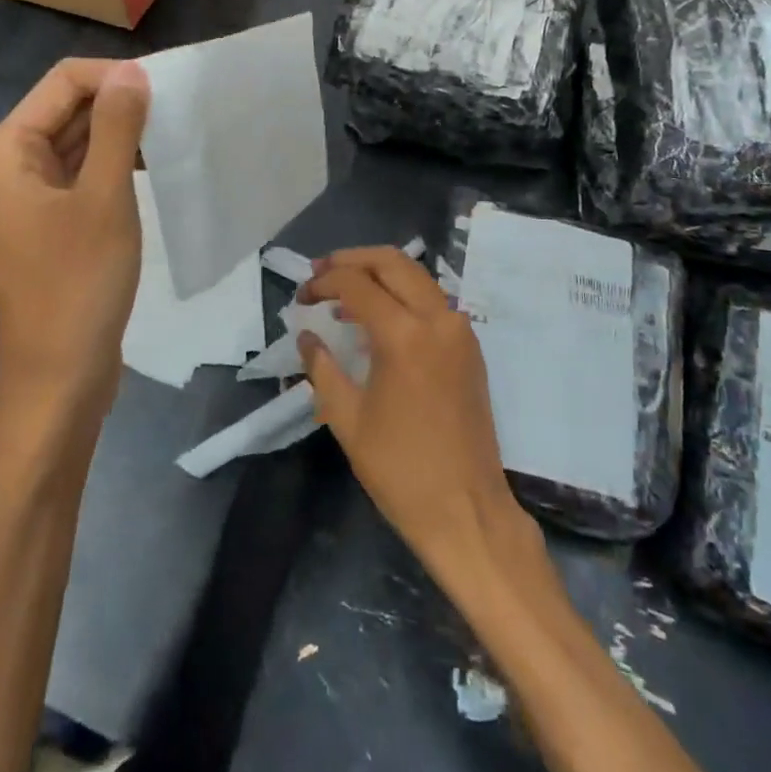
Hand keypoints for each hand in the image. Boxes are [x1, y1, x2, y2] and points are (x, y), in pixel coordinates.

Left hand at [0, 58, 150, 412]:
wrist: (59, 379)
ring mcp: (25, 195)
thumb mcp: (104, 198)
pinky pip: (79, 173)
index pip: (62, 83)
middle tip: (178, 111)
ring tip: (172, 135)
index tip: (167, 90)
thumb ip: (116, 128)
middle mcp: (5, 165)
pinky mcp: (46, 220)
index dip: (114, 77)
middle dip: (119, 104)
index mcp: (3, 152)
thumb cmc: (79, 285)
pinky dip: (112, 164)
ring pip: (76, 141)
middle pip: (66, 109)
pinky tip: (151, 167)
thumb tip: (131, 72)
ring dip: (120, 134)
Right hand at [296, 248, 528, 573]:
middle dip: (352, 260)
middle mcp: (437, 319)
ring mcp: (459, 330)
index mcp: (405, 335)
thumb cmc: (401, 470)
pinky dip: (402, 294)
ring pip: (416, 275)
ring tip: (343, 292)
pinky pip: (432, 300)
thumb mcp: (347, 419)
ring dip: (378, 274)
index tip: (301, 296)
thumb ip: (322, 368)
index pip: (357, 284)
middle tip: (320, 273)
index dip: (323, 282)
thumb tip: (306, 335)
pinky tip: (377, 317)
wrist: (467, 511)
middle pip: (392, 261)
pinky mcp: (469, 346)